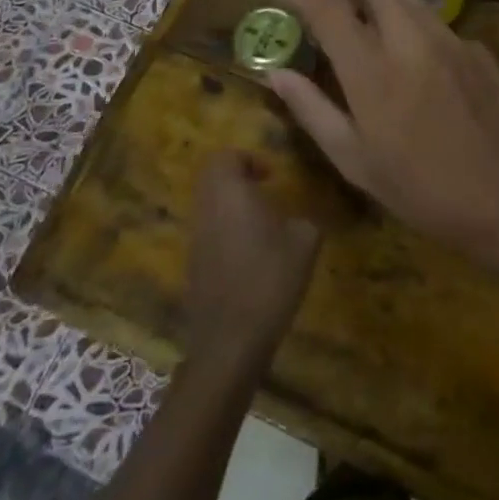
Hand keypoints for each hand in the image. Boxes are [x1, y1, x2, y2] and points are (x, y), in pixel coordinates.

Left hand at [186, 150, 321, 369]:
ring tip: (262, 225)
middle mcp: (206, 211)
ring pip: (208, 206)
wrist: (231, 342)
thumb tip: (300, 218)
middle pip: (211, 179)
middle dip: (237, 179)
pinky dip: (226, 231)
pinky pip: (207, 233)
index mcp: (230, 194)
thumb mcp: (305, 242)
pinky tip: (251, 256)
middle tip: (265, 192)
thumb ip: (305, 219)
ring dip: (231, 206)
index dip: (247, 159)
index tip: (271, 177)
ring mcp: (195, 240)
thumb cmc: (270, 280)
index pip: (224, 158)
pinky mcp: (193, 267)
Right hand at [268, 0, 498, 275]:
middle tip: (333, 13)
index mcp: (371, 69)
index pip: (328, 5)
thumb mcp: (354, 161)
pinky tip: (419, 67)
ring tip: (372, 34)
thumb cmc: (419, 190)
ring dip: (382, 2)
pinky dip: (416, 30)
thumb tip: (277, 73)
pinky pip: (437, 23)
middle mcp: (410, 40)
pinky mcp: (477, 48)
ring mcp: (450, 39)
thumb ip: (312, 110)